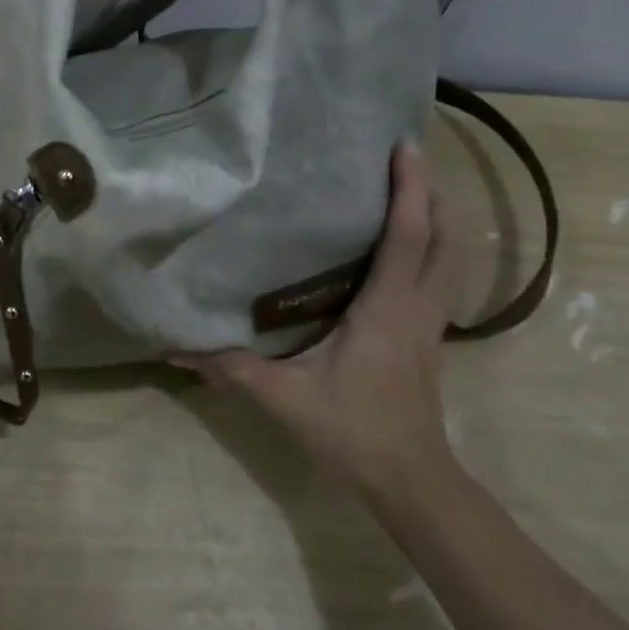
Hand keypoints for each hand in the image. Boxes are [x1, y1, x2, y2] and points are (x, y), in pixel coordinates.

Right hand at [181, 142, 453, 494]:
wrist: (411, 482)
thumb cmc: (353, 432)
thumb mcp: (284, 399)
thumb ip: (231, 369)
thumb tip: (177, 346)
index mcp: (388, 309)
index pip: (409, 236)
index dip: (410, 189)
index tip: (403, 147)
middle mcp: (419, 307)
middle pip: (446, 237)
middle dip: (434, 194)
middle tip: (403, 162)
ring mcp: (431, 324)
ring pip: (451, 258)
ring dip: (439, 221)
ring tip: (408, 194)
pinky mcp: (429, 338)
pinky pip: (440, 279)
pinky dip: (431, 250)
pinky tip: (402, 252)